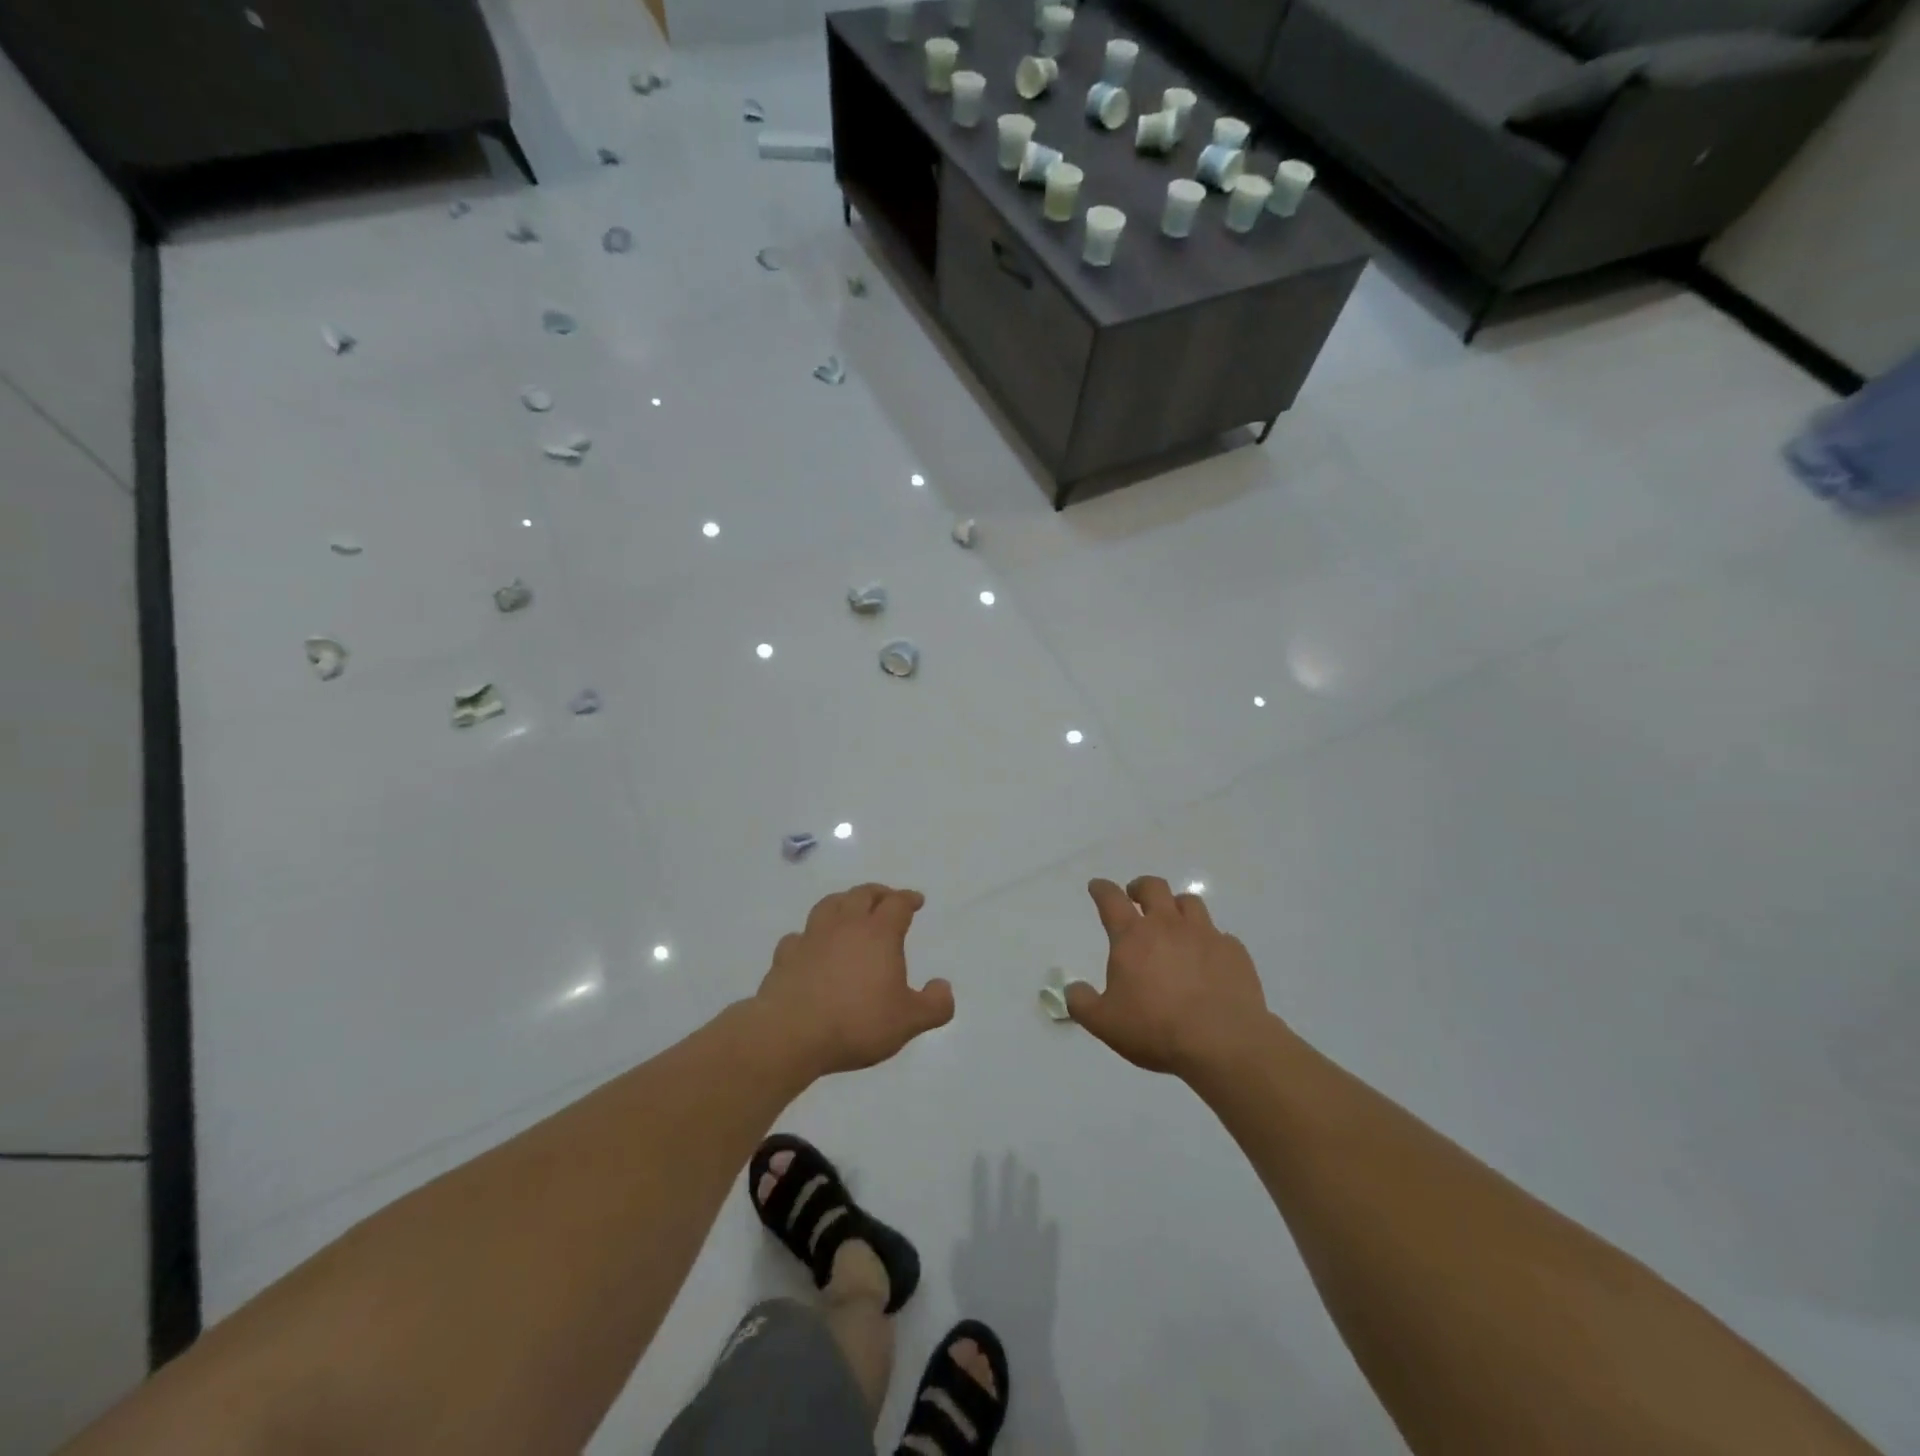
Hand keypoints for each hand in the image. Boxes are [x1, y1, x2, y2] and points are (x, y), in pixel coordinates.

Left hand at [755, 884, 954, 1075]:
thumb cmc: (857, 1023)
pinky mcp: (786, 956)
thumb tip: (943, 987)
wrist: (791, 1033)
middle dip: (878, 893)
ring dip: (843, 902)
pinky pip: (799, 936)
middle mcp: (845, 925)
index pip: (897, 904)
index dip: (908, 899)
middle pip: (862, 894)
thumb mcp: (908, 1021)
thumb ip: (934, 1005)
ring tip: (849, 910)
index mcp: (879, 933)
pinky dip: (810, 935)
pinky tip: (811, 946)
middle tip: (886, 899)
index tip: (916, 900)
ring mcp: (812, 937)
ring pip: (829, 905)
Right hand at [1066, 877, 1272, 1078]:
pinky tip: (1208, 959)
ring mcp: (1205, 935)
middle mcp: (1168, 926)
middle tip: (1135, 896)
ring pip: (1190, 903)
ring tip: (1174, 922)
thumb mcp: (1105, 1023)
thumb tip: (1072, 988)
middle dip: (1141, 887)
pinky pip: (1220, 935)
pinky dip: (1209, 941)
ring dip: (1177, 907)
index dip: (1102, 889)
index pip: (1111, 899)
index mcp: (1133, 936)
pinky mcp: (1234, 952)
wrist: (1222, 1042)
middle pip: (1154, 887)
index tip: (1097, 886)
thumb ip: (1082, 1003)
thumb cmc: (1156, 1028)